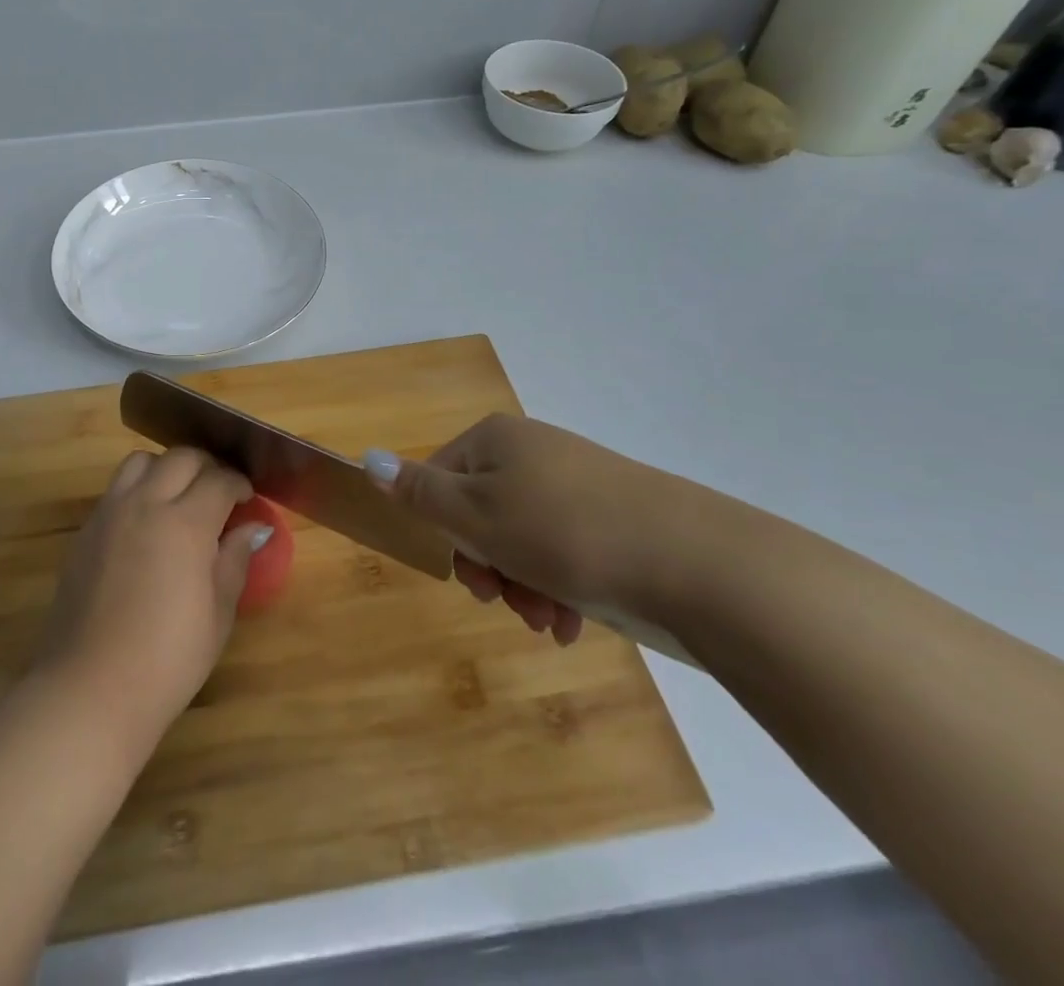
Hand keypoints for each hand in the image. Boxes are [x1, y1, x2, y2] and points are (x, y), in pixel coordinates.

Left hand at [35, 448, 263, 750]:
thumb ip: (234, 560)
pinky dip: (138, 489)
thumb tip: (252, 529)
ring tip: (178, 497)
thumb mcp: (217, 614)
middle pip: (181, 458)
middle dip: (207, 467)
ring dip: (166, 469)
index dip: (239, 484)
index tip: (248, 499)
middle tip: (219, 494)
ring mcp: (110, 513)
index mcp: (185, 523)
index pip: (219, 480)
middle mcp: (146, 504)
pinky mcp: (86, 531)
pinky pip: (116, 489)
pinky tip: (146, 523)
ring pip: (141, 462)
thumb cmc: (167, 659)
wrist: (91, 688)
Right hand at [367, 414, 723, 642]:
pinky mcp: (613, 518)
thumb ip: (418, 492)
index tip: (467, 576)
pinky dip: (559, 586)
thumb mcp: (477, 515)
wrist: (696, 562)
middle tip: (506, 602)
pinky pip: (564, 550)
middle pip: (481, 512)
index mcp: (495, 440)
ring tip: (548, 623)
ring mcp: (576, 483)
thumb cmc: (563, 533)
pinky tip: (572, 623)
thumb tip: (368, 459)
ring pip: (522, 538)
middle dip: (489, 567)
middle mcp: (533, 452)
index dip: (443, 532)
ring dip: (523, 585)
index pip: (438, 479)